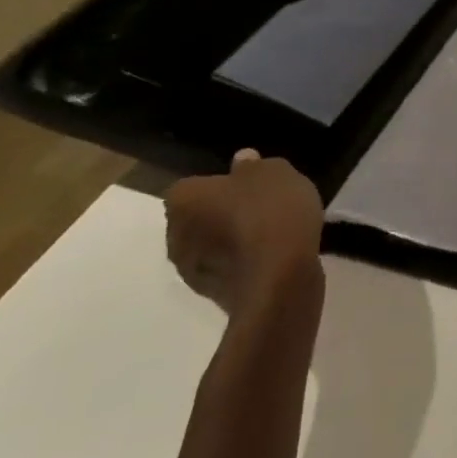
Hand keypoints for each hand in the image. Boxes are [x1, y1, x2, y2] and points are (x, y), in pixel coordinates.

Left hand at [165, 151, 324, 319]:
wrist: (280, 279)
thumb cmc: (272, 212)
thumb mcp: (275, 172)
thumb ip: (254, 166)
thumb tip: (241, 161)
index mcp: (184, 199)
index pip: (192, 185)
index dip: (218, 184)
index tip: (244, 185)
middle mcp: (176, 235)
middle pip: (196, 217)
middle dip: (220, 213)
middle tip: (256, 206)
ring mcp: (190, 271)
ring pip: (209, 246)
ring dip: (229, 240)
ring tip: (266, 233)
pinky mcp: (212, 296)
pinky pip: (226, 269)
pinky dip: (241, 262)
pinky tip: (270, 256)